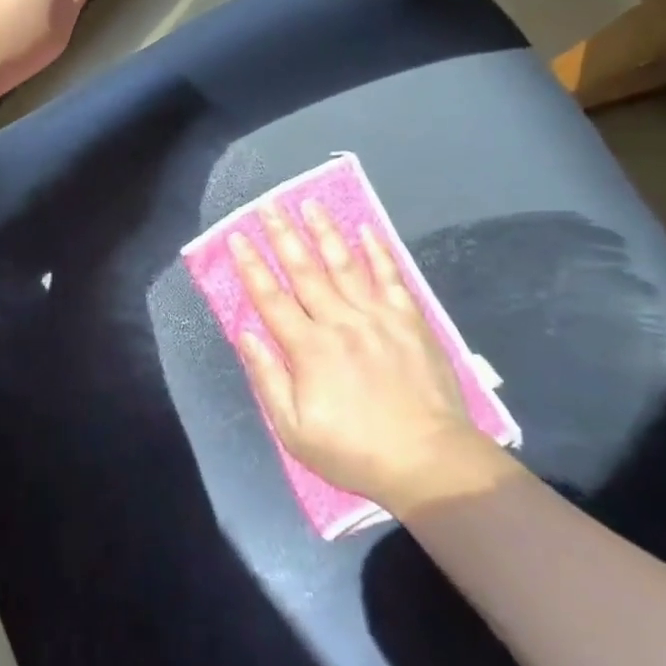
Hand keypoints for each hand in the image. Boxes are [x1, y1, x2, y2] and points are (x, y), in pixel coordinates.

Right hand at [231, 201, 507, 509]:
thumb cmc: (355, 451)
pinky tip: (366, 230)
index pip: (271, 298)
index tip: (236, 237)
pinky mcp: (410, 321)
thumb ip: (268, 378)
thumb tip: (246, 334)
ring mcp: (378, 317)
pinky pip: (390, 277)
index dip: (251, 266)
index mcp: (308, 348)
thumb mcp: (295, 430)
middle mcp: (340, 322)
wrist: (429, 461)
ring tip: (310, 204)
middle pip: (305, 270)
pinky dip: (378, 252)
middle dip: (283, 235)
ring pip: (345, 264)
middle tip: (268, 205)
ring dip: (325, 232)